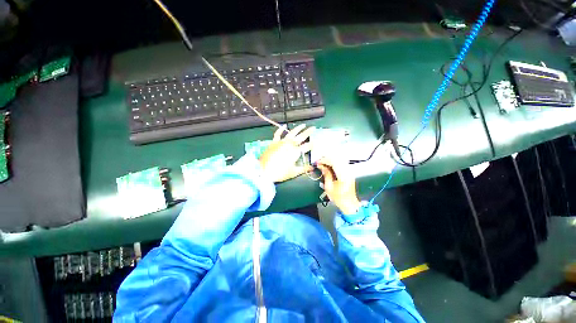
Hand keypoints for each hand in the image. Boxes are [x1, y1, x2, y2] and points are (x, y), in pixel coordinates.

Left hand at [259, 124, 314, 182]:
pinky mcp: (274, 142)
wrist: (263, 171)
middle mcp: (290, 144)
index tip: (315, 143)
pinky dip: (281, 129)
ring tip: (303, 125)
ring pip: (291, 133)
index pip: (306, 147)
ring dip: (298, 128)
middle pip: (301, 137)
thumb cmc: (280, 173)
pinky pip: (278, 134)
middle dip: (308, 132)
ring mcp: (281, 142)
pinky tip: (284, 126)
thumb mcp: (293, 172)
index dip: (311, 145)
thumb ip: (304, 169)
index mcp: (296, 152)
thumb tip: (312, 167)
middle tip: (313, 128)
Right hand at [317, 156, 360, 214]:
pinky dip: (334, 163)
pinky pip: (341, 163)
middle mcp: (347, 171)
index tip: (318, 162)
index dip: (324, 160)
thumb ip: (326, 174)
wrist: (349, 204)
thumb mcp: (329, 187)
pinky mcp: (349, 172)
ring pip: (339, 160)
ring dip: (330, 160)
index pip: (333, 162)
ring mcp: (349, 171)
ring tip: (323, 164)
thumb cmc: (339, 198)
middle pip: (336, 159)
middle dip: (326, 159)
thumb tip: (321, 166)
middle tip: (319, 162)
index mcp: (343, 175)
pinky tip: (329, 166)